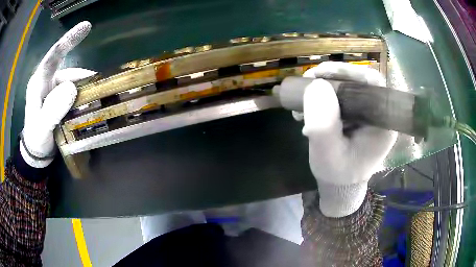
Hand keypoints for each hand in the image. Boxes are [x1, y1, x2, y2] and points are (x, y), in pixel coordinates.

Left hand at [21, 21, 95, 167]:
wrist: (36, 152)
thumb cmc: (36, 140)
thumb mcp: (42, 128)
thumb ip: (52, 110)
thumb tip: (71, 88)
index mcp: (39, 82)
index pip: (54, 55)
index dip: (69, 39)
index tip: (86, 26)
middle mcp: (47, 80)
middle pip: (69, 70)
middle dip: (84, 77)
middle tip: (100, 86)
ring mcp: (54, 89)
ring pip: (73, 82)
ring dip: (85, 89)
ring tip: (97, 100)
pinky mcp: (59, 97)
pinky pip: (74, 91)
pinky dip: (83, 96)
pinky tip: (89, 103)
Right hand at [300, 62, 396, 216]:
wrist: (340, 187)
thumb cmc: (337, 175)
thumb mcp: (327, 154)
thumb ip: (323, 124)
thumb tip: (316, 85)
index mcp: (382, 122)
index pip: (372, 83)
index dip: (348, 71)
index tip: (320, 74)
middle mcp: (378, 114)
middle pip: (358, 82)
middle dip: (329, 79)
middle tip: (306, 82)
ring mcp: (367, 114)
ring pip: (346, 88)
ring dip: (321, 89)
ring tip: (300, 102)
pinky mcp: (357, 116)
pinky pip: (340, 98)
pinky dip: (321, 99)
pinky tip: (306, 111)